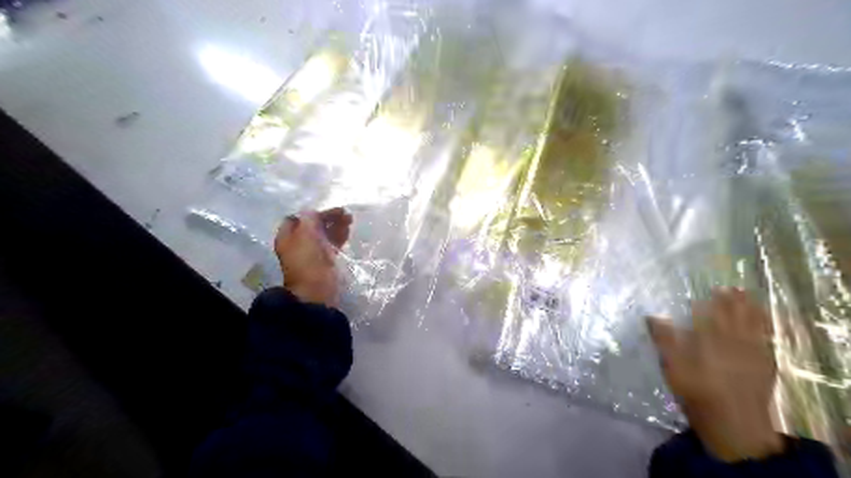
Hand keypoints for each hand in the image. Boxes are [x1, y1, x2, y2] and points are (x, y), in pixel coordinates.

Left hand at [272, 207, 352, 305]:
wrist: (316, 290)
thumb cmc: (308, 260)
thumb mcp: (306, 234)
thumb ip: (310, 219)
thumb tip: (312, 211)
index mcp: (287, 237)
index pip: (297, 219)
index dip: (311, 213)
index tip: (326, 211)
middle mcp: (298, 244)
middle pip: (313, 226)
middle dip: (328, 218)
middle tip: (344, 213)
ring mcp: (312, 254)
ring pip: (324, 234)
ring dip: (336, 226)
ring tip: (350, 219)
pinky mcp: (325, 262)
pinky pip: (332, 245)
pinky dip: (339, 237)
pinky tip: (348, 231)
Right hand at [649, 290, 779, 461]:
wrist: (734, 423)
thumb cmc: (697, 392)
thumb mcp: (672, 367)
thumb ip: (664, 340)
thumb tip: (652, 316)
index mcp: (710, 339)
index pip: (710, 313)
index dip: (711, 300)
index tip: (710, 288)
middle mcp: (733, 341)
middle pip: (734, 315)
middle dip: (732, 300)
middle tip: (730, 287)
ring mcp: (752, 353)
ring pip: (753, 324)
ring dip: (751, 309)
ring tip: (748, 296)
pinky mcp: (765, 366)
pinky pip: (767, 340)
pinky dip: (766, 328)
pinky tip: (765, 324)